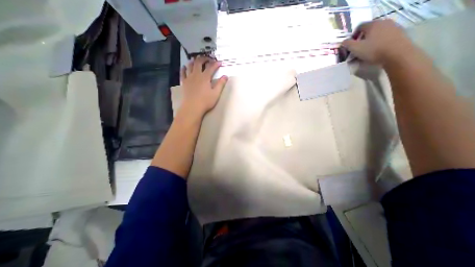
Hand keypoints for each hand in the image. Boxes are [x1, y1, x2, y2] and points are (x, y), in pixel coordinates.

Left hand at [180, 55, 227, 116]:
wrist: (192, 107)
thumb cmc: (206, 101)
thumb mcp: (216, 94)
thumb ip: (221, 84)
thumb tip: (225, 76)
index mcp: (205, 77)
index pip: (211, 67)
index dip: (216, 63)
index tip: (220, 62)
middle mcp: (196, 75)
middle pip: (199, 62)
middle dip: (204, 58)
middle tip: (208, 59)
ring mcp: (189, 78)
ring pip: (190, 65)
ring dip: (194, 61)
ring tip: (196, 60)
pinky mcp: (184, 82)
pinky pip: (183, 73)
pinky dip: (184, 68)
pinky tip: (185, 67)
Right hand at [341, 20, 415, 64]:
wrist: (397, 54)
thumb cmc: (373, 50)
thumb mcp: (355, 48)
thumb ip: (347, 44)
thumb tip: (343, 42)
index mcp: (373, 24)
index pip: (359, 27)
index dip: (353, 36)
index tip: (350, 45)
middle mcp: (384, 22)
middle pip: (368, 30)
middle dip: (361, 40)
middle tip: (358, 49)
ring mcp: (393, 27)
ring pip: (377, 34)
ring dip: (370, 42)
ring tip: (367, 52)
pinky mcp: (399, 33)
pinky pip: (384, 37)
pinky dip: (378, 43)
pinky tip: (377, 51)